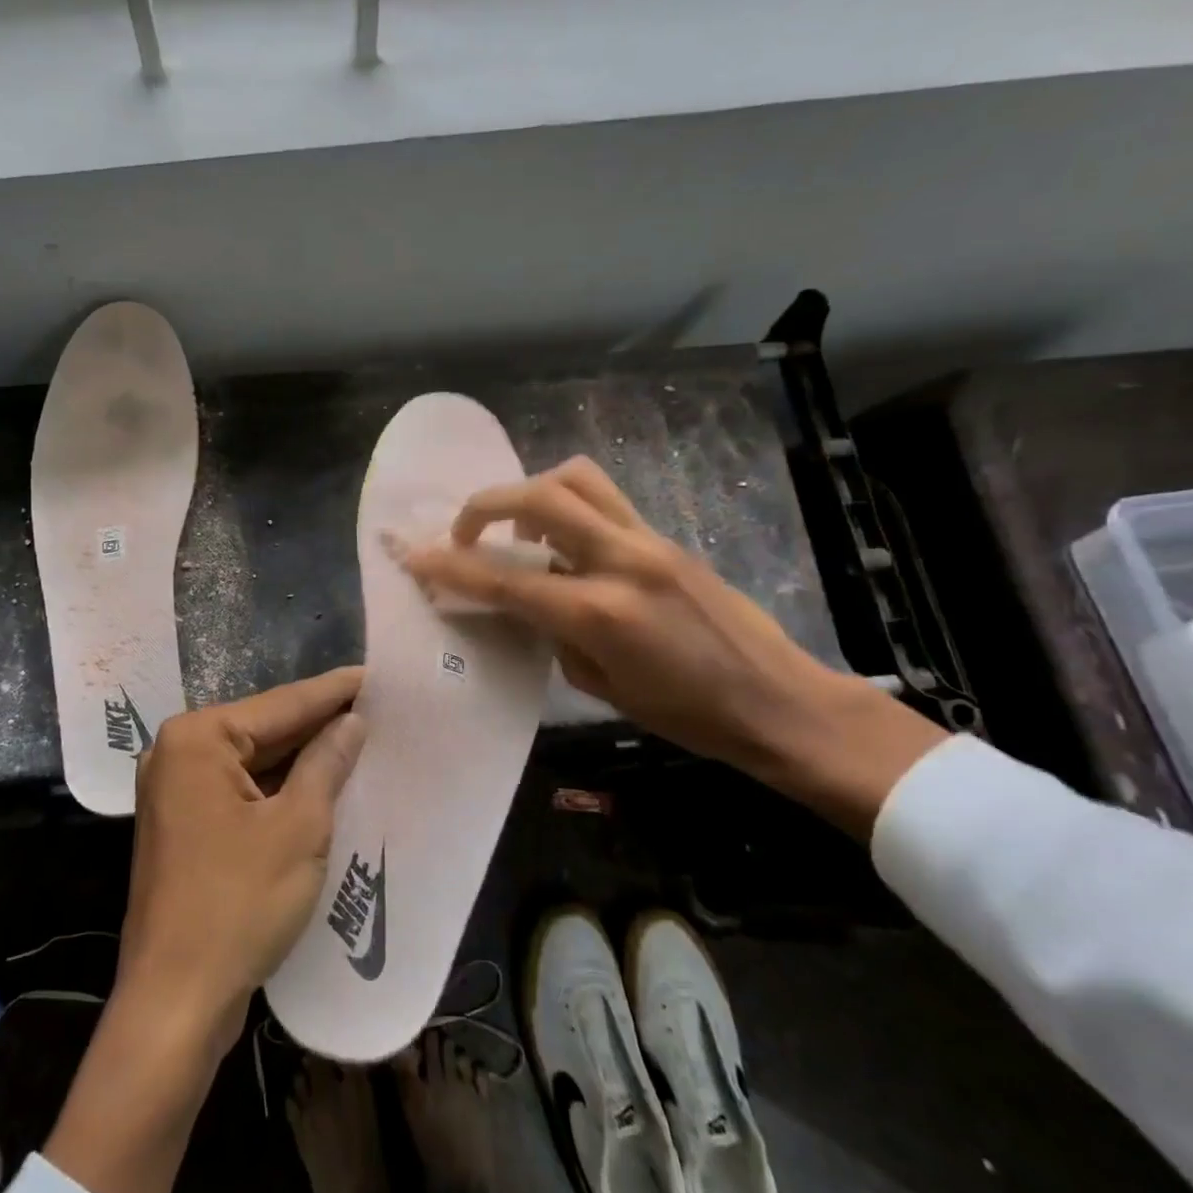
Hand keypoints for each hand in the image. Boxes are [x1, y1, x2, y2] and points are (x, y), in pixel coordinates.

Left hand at [119, 666, 367, 1048]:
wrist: (174, 1003)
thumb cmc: (238, 903)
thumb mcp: (298, 826)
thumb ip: (326, 763)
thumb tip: (351, 722)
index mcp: (197, 739)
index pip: (280, 704)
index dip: (332, 691)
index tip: (374, 674)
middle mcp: (178, 753)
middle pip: (263, 729)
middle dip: (318, 722)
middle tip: (374, 706)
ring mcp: (176, 791)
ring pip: (253, 761)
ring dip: (301, 756)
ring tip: (358, 737)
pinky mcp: (184, 825)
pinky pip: (241, 790)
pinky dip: (279, 787)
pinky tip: (321, 781)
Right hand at [400, 457, 944, 837]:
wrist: (778, 701)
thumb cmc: (687, 714)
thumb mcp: (600, 686)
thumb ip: (554, 633)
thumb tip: (526, 600)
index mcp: (599, 611)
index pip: (505, 578)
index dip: (450, 566)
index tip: (414, 557)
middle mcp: (620, 559)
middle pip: (537, 497)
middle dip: (483, 506)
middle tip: (464, 534)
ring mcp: (647, 539)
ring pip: (574, 478)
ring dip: (529, 491)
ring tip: (516, 528)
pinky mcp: (663, 535)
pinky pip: (603, 499)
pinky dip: (566, 504)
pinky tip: (562, 542)